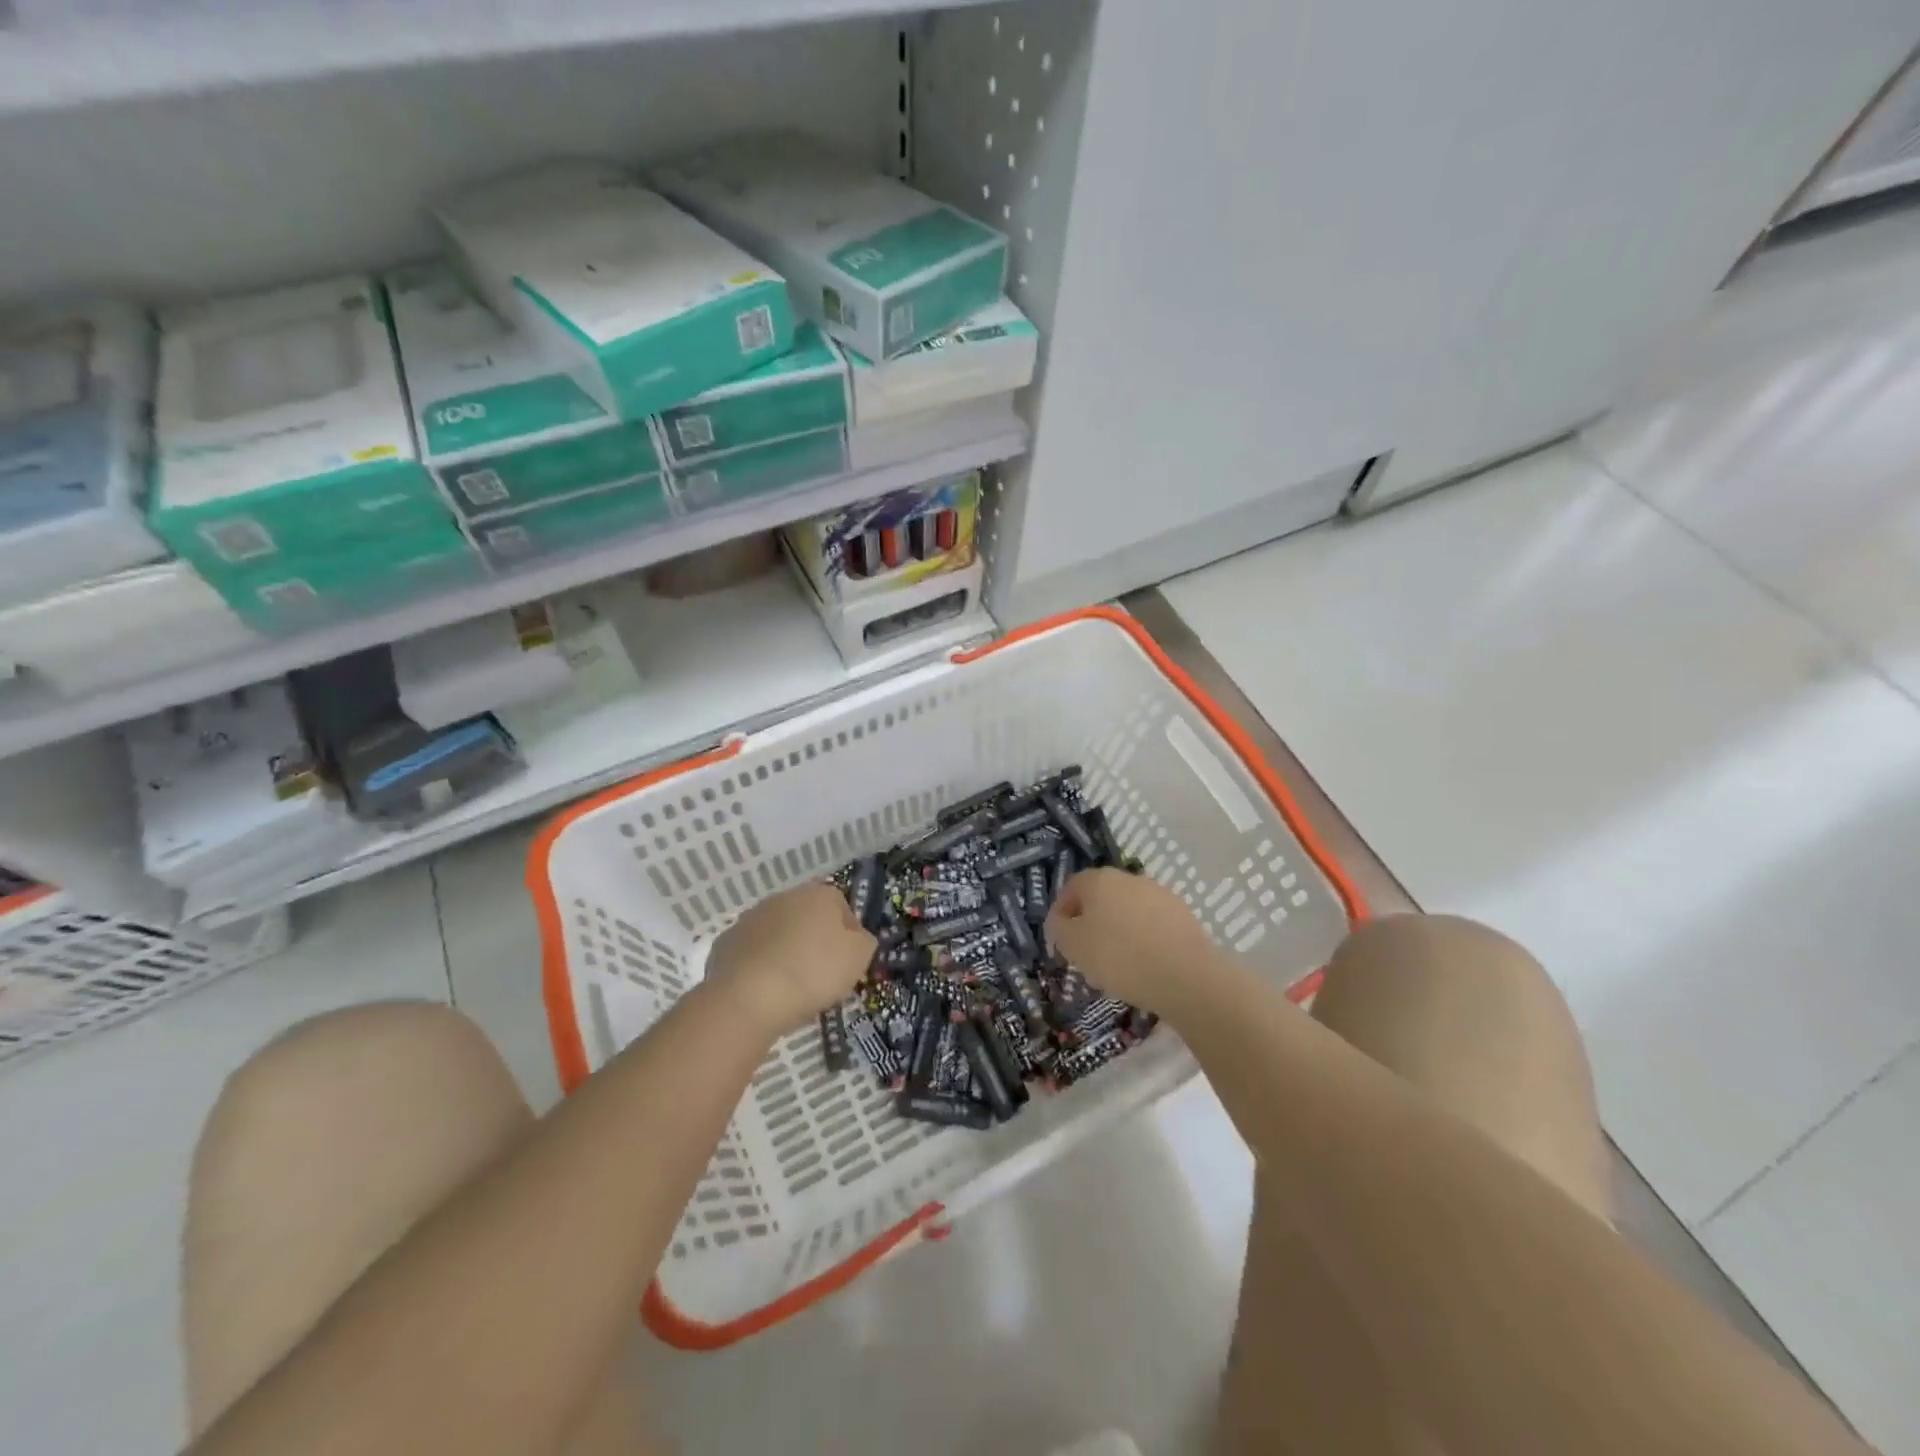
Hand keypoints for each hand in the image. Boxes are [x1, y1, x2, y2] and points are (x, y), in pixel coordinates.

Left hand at [705, 882, 875, 1036]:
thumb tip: (857, 937)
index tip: (848, 963)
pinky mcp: (727, 942)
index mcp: (819, 894)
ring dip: (786, 951)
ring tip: (792, 986)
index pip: (842, 907)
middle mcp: (784, 897)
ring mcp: (751, 918)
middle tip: (821, 975)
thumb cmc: (813, 972)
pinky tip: (765, 990)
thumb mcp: (859, 958)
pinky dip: (760, 965)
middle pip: (808, 917)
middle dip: (815, 940)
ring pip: (779, 933)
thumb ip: (865, 941)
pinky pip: (753, 952)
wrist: (749, 998)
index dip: (849, 935)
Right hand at [1046, 868, 1216, 1015]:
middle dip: (1091, 921)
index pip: (1071, 888)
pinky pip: (1151, 924)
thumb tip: (1061, 920)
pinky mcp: (1182, 914)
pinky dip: (1143, 938)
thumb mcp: (1073, 946)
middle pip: (1100, 897)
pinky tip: (1144, 964)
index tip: (1060, 941)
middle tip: (1087, 952)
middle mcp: (1128, 878)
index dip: (1061, 913)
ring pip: (1127, 910)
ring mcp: (1158, 893)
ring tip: (1117, 963)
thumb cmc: (1119, 957)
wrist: (1186, 976)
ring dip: (1118, 929)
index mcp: (1098, 879)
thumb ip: (1059, 928)